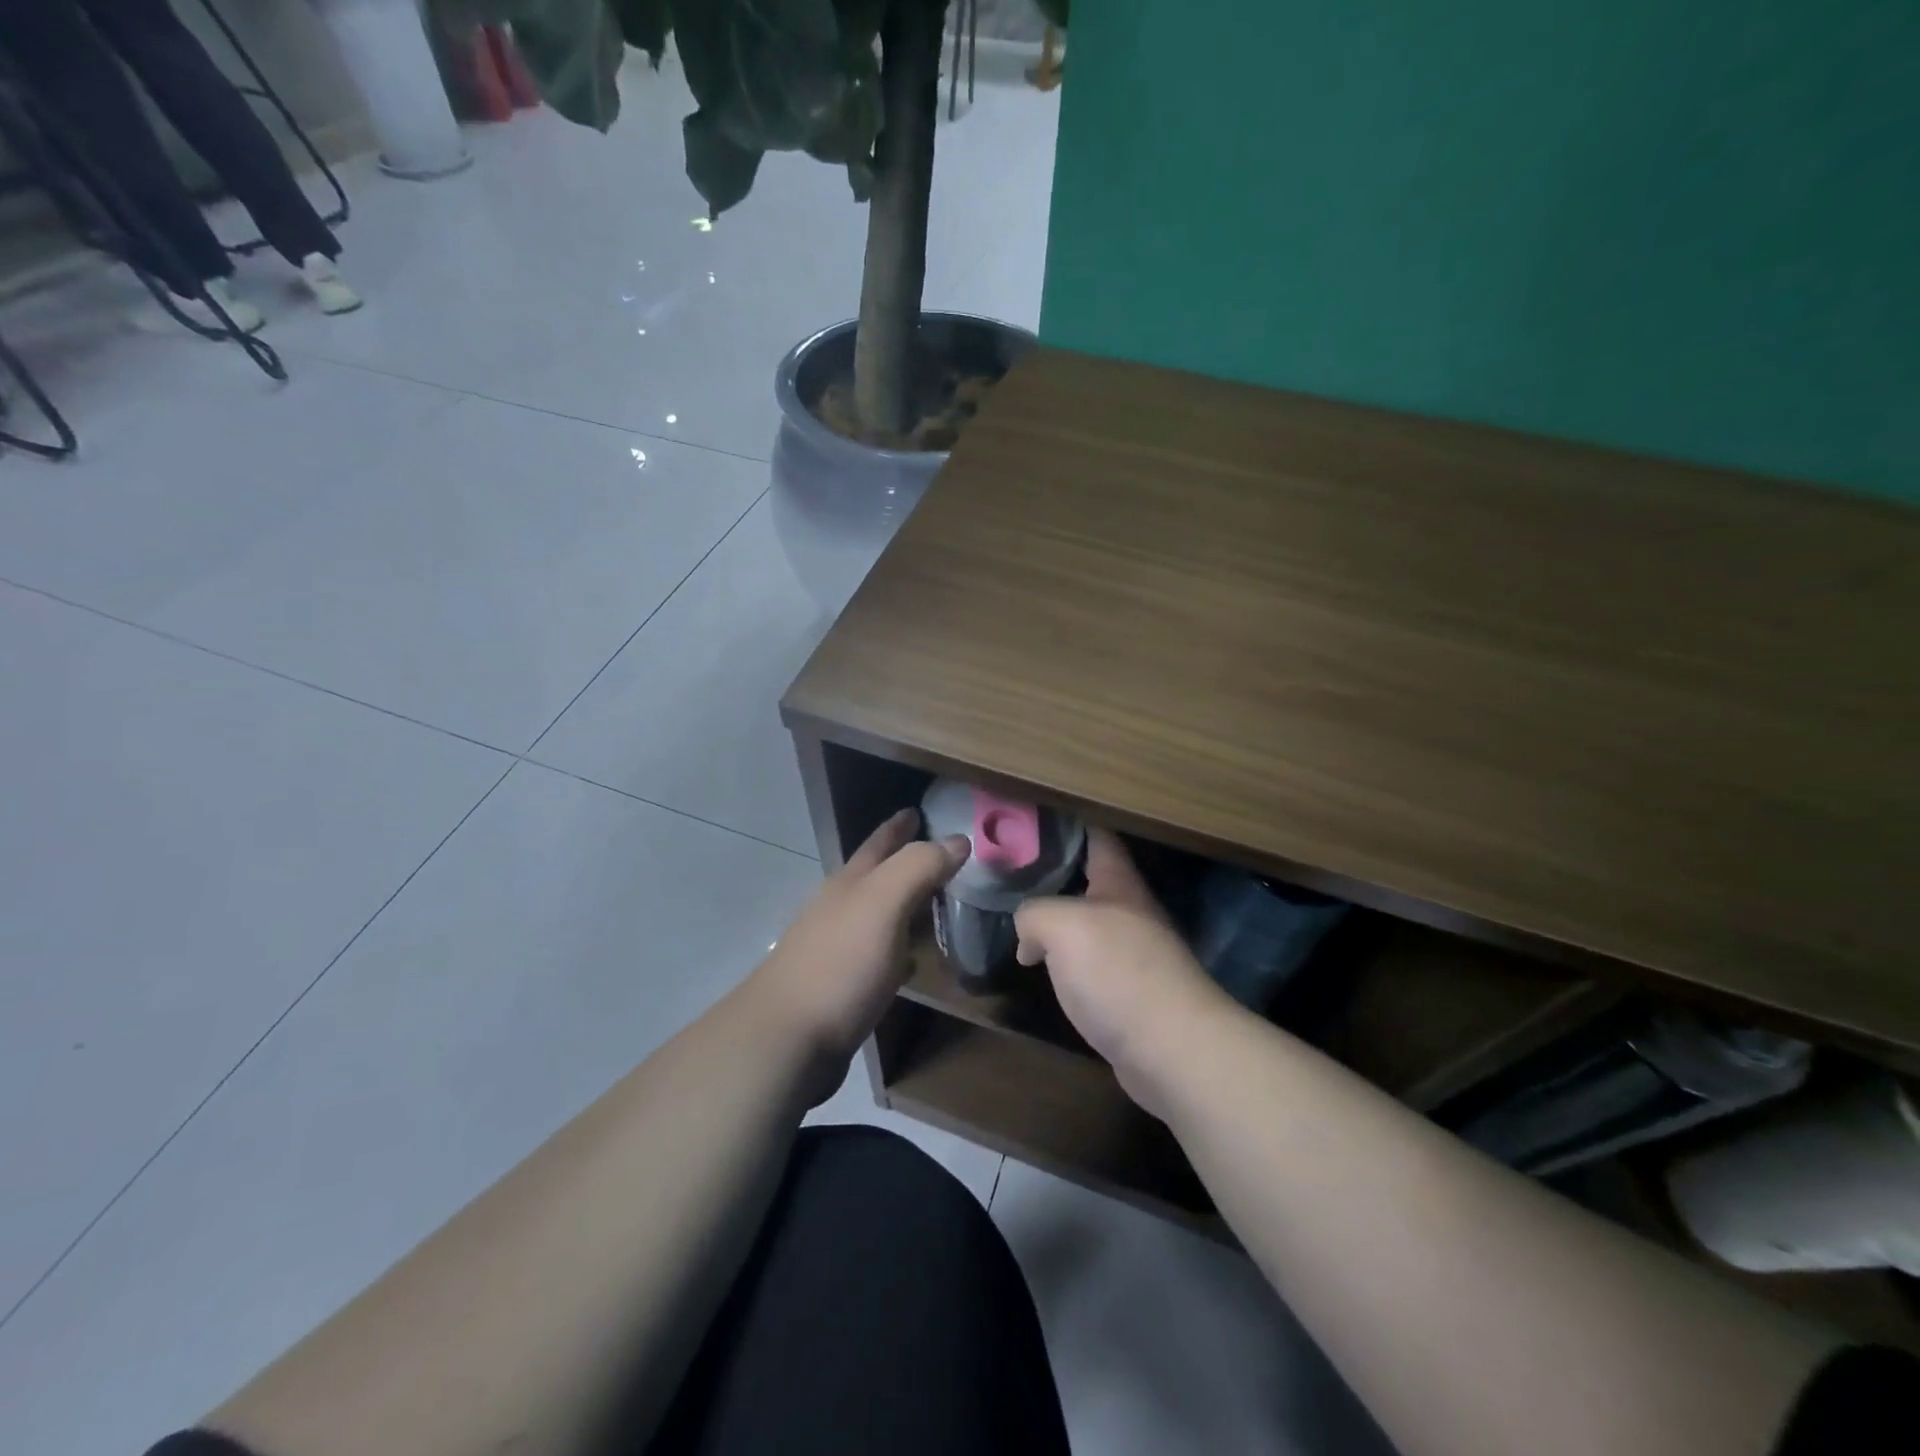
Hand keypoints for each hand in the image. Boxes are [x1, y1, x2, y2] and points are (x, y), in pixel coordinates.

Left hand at [752, 808, 968, 1094]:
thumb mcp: (883, 903)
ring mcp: (837, 949)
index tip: (918, 810)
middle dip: (902, 861)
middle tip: (939, 854)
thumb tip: (957, 839)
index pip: (879, 843)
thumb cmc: (840, 963)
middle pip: (875, 876)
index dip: (899, 826)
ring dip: (903, 905)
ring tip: (932, 902)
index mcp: (850, 884)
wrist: (788, 1038)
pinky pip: (877, 956)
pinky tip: (910, 961)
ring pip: (877, 915)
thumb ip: (919, 867)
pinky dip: (897, 950)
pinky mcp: (841, 987)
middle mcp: (840, 909)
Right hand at [1014, 829, 1240, 1119]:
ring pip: (1087, 925)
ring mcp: (1134, 955)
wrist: (1172, 1049)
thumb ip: (1034, 914)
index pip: (1098, 837)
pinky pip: (1090, 965)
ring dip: (1058, 921)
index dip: (1070, 822)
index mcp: (1120, 884)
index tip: (1035, 815)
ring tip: (1017, 918)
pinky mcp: (1130, 994)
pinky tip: (1044, 969)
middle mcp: (1130, 913)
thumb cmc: (1118, 971)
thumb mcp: (1062, 925)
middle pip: (1090, 882)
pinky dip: (1066, 962)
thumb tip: (1028, 937)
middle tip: (1010, 870)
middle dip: (1054, 873)